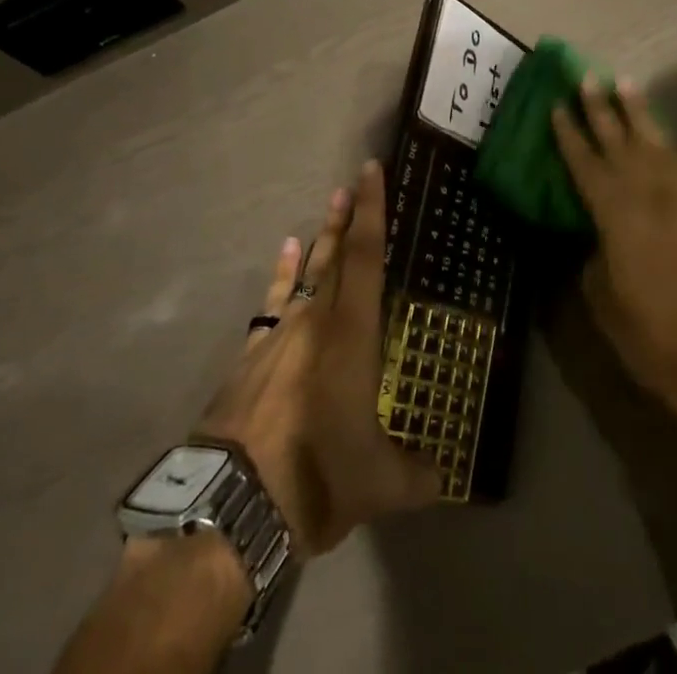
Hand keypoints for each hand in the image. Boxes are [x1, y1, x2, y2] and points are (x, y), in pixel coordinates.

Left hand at [195, 163, 440, 557]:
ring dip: (321, 238)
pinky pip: (273, 300)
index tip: (371, 171)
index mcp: (352, 335)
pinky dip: (282, 273)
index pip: (367, 258)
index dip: (372, 212)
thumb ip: (417, 475)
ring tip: (330, 204)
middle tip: (353, 180)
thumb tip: (445, 477)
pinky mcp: (251, 353)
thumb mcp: (379, 485)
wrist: (231, 504)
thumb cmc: (316, 479)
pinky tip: (286, 252)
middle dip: (348, 217)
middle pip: (336, 255)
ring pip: (306, 272)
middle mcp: (316, 320)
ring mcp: (279, 334)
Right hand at [552, 79, 676, 436]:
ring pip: (658, 143)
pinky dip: (670, 148)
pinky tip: (664, 141)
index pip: (585, 162)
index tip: (557, 103)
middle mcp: (649, 195)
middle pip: (621, 140)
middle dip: (602, 107)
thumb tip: (596, 235)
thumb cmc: (648, 333)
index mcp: (615, 213)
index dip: (569, 132)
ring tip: (627, 85)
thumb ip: (594, 253)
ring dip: (640, 113)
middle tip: (589, 76)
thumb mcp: (602, 296)